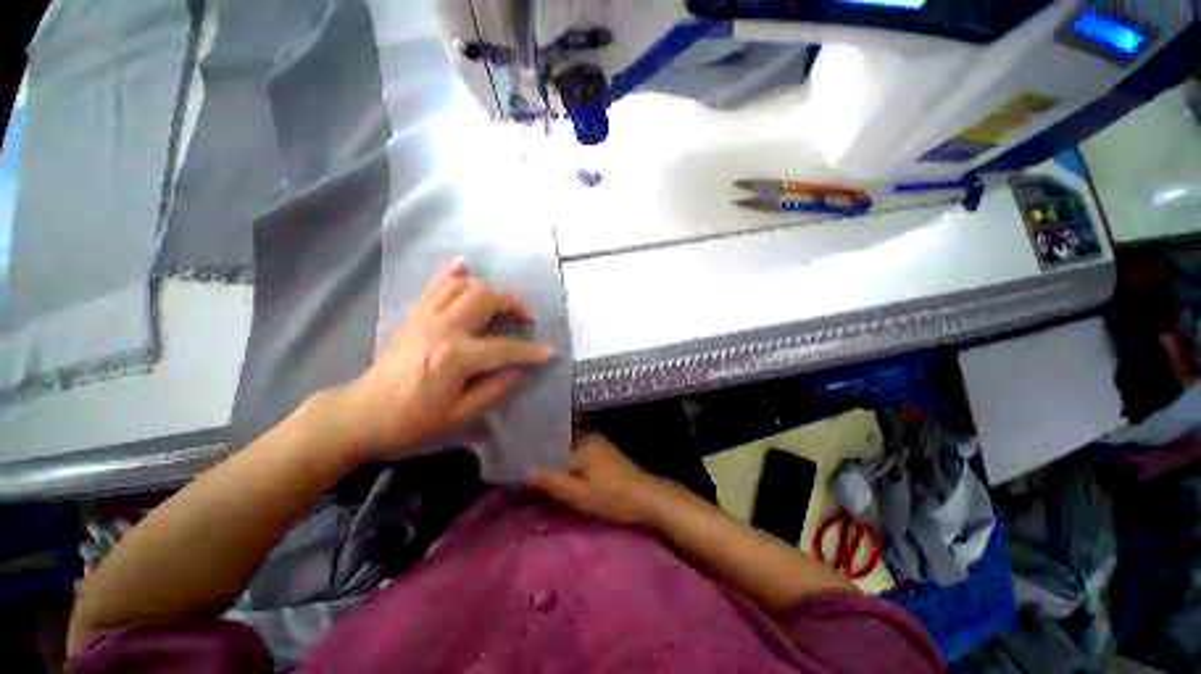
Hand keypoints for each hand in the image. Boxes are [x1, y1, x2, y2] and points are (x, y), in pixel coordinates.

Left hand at [326, 258, 554, 459]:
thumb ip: (492, 391)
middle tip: (524, 319)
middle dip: (512, 304)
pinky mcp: (414, 316)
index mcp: (455, 357)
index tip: (549, 352)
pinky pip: (435, 286)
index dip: (530, 351)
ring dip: (488, 290)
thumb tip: (516, 372)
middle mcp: (442, 328)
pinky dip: (452, 274)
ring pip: (463, 286)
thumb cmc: (410, 422)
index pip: (504, 348)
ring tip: (501, 304)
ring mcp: (425, 317)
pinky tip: (464, 266)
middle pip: (486, 299)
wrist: (361, 414)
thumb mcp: (456, 416)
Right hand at [528, 432, 671, 526]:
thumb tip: (527, 471)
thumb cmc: (613, 497)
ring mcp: (598, 442)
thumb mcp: (580, 495)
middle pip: (559, 443)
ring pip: (569, 447)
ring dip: (557, 458)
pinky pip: (579, 451)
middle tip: (526, 469)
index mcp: (582, 442)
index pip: (550, 444)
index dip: (535, 455)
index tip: (519, 462)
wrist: (648, 497)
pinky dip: (569, 461)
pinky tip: (562, 472)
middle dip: (545, 455)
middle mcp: (589, 436)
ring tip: (539, 471)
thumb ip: (553, 482)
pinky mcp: (604, 451)